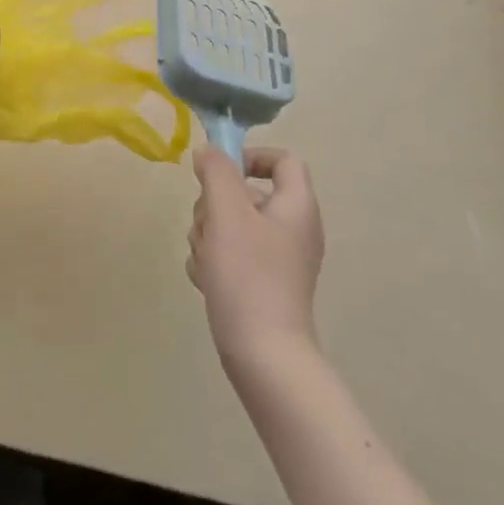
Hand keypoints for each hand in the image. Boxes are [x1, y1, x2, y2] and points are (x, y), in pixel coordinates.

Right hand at [187, 147, 324, 369]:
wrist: (263, 354)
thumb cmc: (249, 275)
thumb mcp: (227, 213)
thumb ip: (216, 172)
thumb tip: (209, 151)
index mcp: (296, 206)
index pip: (282, 160)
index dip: (249, 156)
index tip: (218, 172)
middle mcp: (293, 228)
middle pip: (247, 193)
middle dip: (214, 205)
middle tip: (207, 226)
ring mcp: (278, 259)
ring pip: (231, 224)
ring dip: (209, 235)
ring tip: (207, 260)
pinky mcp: (263, 283)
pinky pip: (231, 255)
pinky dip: (215, 261)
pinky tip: (208, 280)